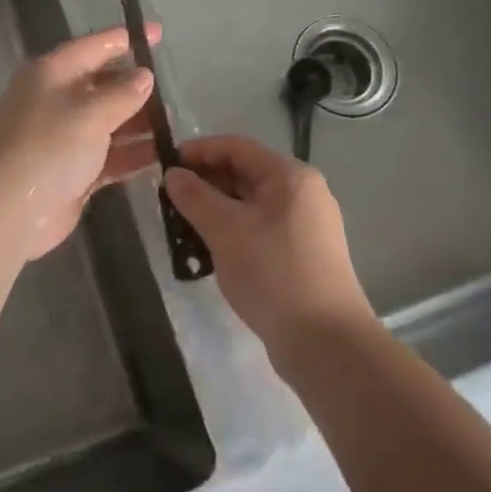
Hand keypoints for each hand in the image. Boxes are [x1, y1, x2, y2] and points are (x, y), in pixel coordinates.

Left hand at [0, 27, 160, 262]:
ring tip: (175, 126)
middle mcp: (57, 100)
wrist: (6, 212)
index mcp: (52, 73)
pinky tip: (163, 155)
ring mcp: (64, 138)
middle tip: (174, 92)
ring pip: (109, 122)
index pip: (94, 46)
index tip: (159, 34)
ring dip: (139, 124)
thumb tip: (144, 76)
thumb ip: (122, 93)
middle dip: (137, 87)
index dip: (126, 39)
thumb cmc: (47, 148)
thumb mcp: (89, 113)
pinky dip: (132, 154)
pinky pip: (109, 155)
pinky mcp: (73, 171)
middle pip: (103, 85)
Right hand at [164, 135, 377, 366]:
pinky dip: (231, 231)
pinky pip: (258, 228)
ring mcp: (305, 225)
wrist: (326, 344)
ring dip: (214, 209)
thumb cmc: (274, 274)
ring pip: (249, 203)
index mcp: (290, 176)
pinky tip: (206, 249)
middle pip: (244, 173)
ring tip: (180, 225)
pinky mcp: (301, 254)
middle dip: (204, 182)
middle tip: (167, 199)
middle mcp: (302, 193)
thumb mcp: (226, 231)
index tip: (164, 165)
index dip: (198, 151)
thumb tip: (173, 175)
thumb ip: (195, 197)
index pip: (236, 147)